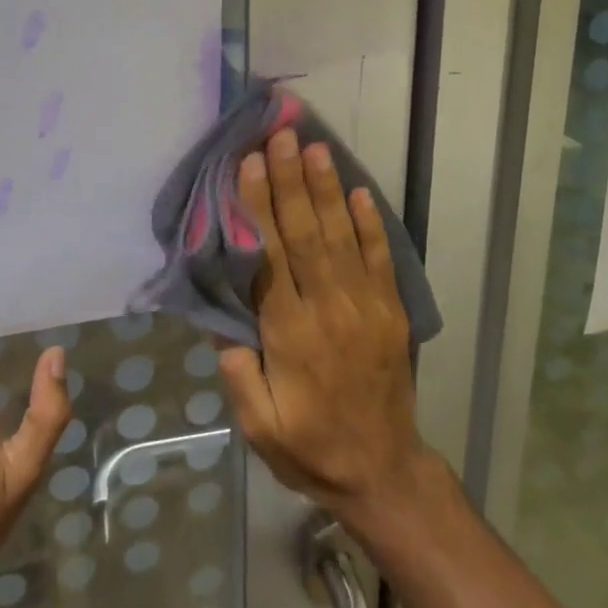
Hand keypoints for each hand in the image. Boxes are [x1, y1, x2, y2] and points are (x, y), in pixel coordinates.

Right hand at [216, 128, 435, 533]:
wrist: (383, 471)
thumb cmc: (311, 447)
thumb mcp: (259, 424)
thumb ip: (238, 371)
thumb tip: (216, 314)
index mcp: (291, 334)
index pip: (270, 258)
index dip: (258, 208)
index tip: (250, 164)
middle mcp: (329, 309)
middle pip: (306, 234)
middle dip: (291, 181)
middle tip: (281, 136)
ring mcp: (366, 306)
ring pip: (342, 236)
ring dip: (327, 189)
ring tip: (315, 148)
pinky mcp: (391, 310)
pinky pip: (380, 257)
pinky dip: (370, 223)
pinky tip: (359, 191)